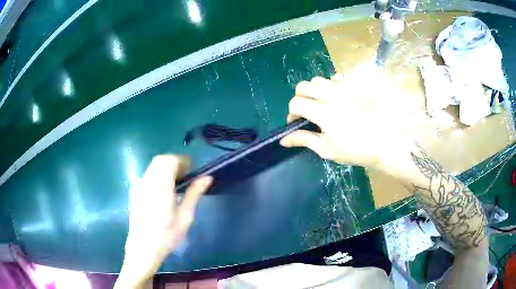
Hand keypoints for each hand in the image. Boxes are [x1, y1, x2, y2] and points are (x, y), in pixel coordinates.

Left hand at [115, 155, 211, 287]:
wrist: (143, 248)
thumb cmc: (167, 235)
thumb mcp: (185, 216)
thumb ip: (194, 193)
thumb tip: (207, 177)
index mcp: (161, 186)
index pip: (170, 160)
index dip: (183, 161)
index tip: (192, 170)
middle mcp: (147, 181)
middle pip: (160, 160)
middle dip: (174, 162)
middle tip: (186, 175)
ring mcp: (138, 187)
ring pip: (152, 167)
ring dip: (165, 168)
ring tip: (176, 184)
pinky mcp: (134, 193)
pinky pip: (147, 177)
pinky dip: (157, 176)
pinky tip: (162, 193)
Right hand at [280, 75, 413, 171]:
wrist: (386, 142)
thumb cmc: (356, 149)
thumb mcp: (327, 149)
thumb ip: (304, 139)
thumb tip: (283, 140)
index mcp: (322, 111)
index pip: (295, 103)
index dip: (291, 114)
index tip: (297, 123)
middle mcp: (330, 94)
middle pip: (303, 86)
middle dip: (299, 98)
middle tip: (308, 111)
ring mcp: (344, 87)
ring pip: (318, 80)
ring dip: (314, 91)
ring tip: (323, 103)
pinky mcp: (356, 85)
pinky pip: (336, 77)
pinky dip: (331, 85)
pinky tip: (338, 97)